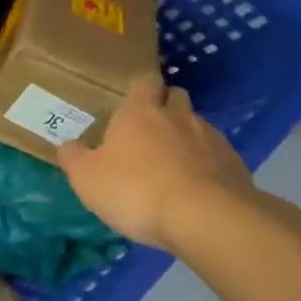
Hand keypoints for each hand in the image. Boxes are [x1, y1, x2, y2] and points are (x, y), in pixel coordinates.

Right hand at [57, 76, 251, 250]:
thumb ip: (74, 159)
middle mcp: (178, 116)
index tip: (131, 105)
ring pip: (197, 126)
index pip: (144, 83)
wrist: (204, 217)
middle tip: (150, 132)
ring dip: (185, 138)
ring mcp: (210, 137)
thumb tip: (67, 145)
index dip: (139, 91)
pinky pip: (215, 155)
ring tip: (173, 165)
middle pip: (175, 97)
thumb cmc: (136, 190)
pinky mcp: (233, 163)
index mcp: (139, 112)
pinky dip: (205, 164)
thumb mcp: (88, 179)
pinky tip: (195, 188)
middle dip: (165, 107)